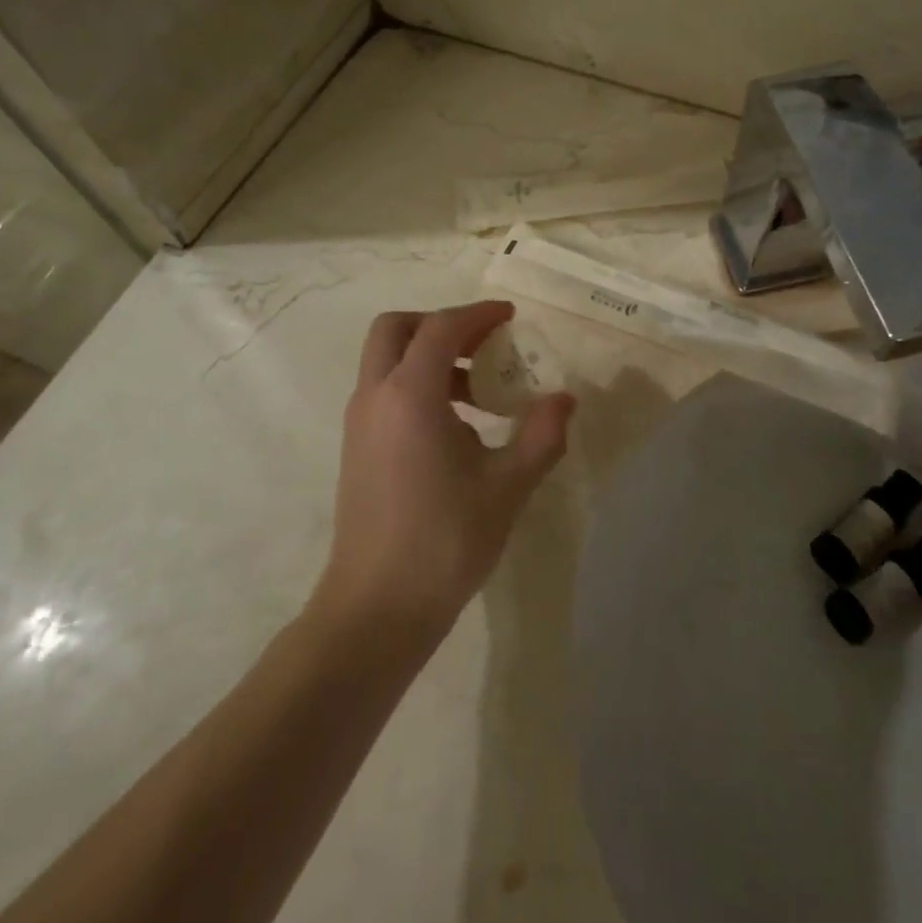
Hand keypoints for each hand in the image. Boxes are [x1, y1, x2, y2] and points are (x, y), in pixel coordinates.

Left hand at [315, 301, 574, 641]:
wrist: (376, 608)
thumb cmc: (444, 541)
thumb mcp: (507, 487)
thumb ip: (541, 436)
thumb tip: (565, 400)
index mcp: (410, 395)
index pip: (440, 328)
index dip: (477, 314)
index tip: (510, 317)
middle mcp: (376, 396)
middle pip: (396, 329)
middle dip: (439, 325)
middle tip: (482, 344)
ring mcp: (359, 422)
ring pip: (386, 360)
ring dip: (428, 357)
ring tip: (478, 392)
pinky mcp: (356, 447)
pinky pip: (384, 391)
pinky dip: (415, 385)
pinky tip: (454, 427)